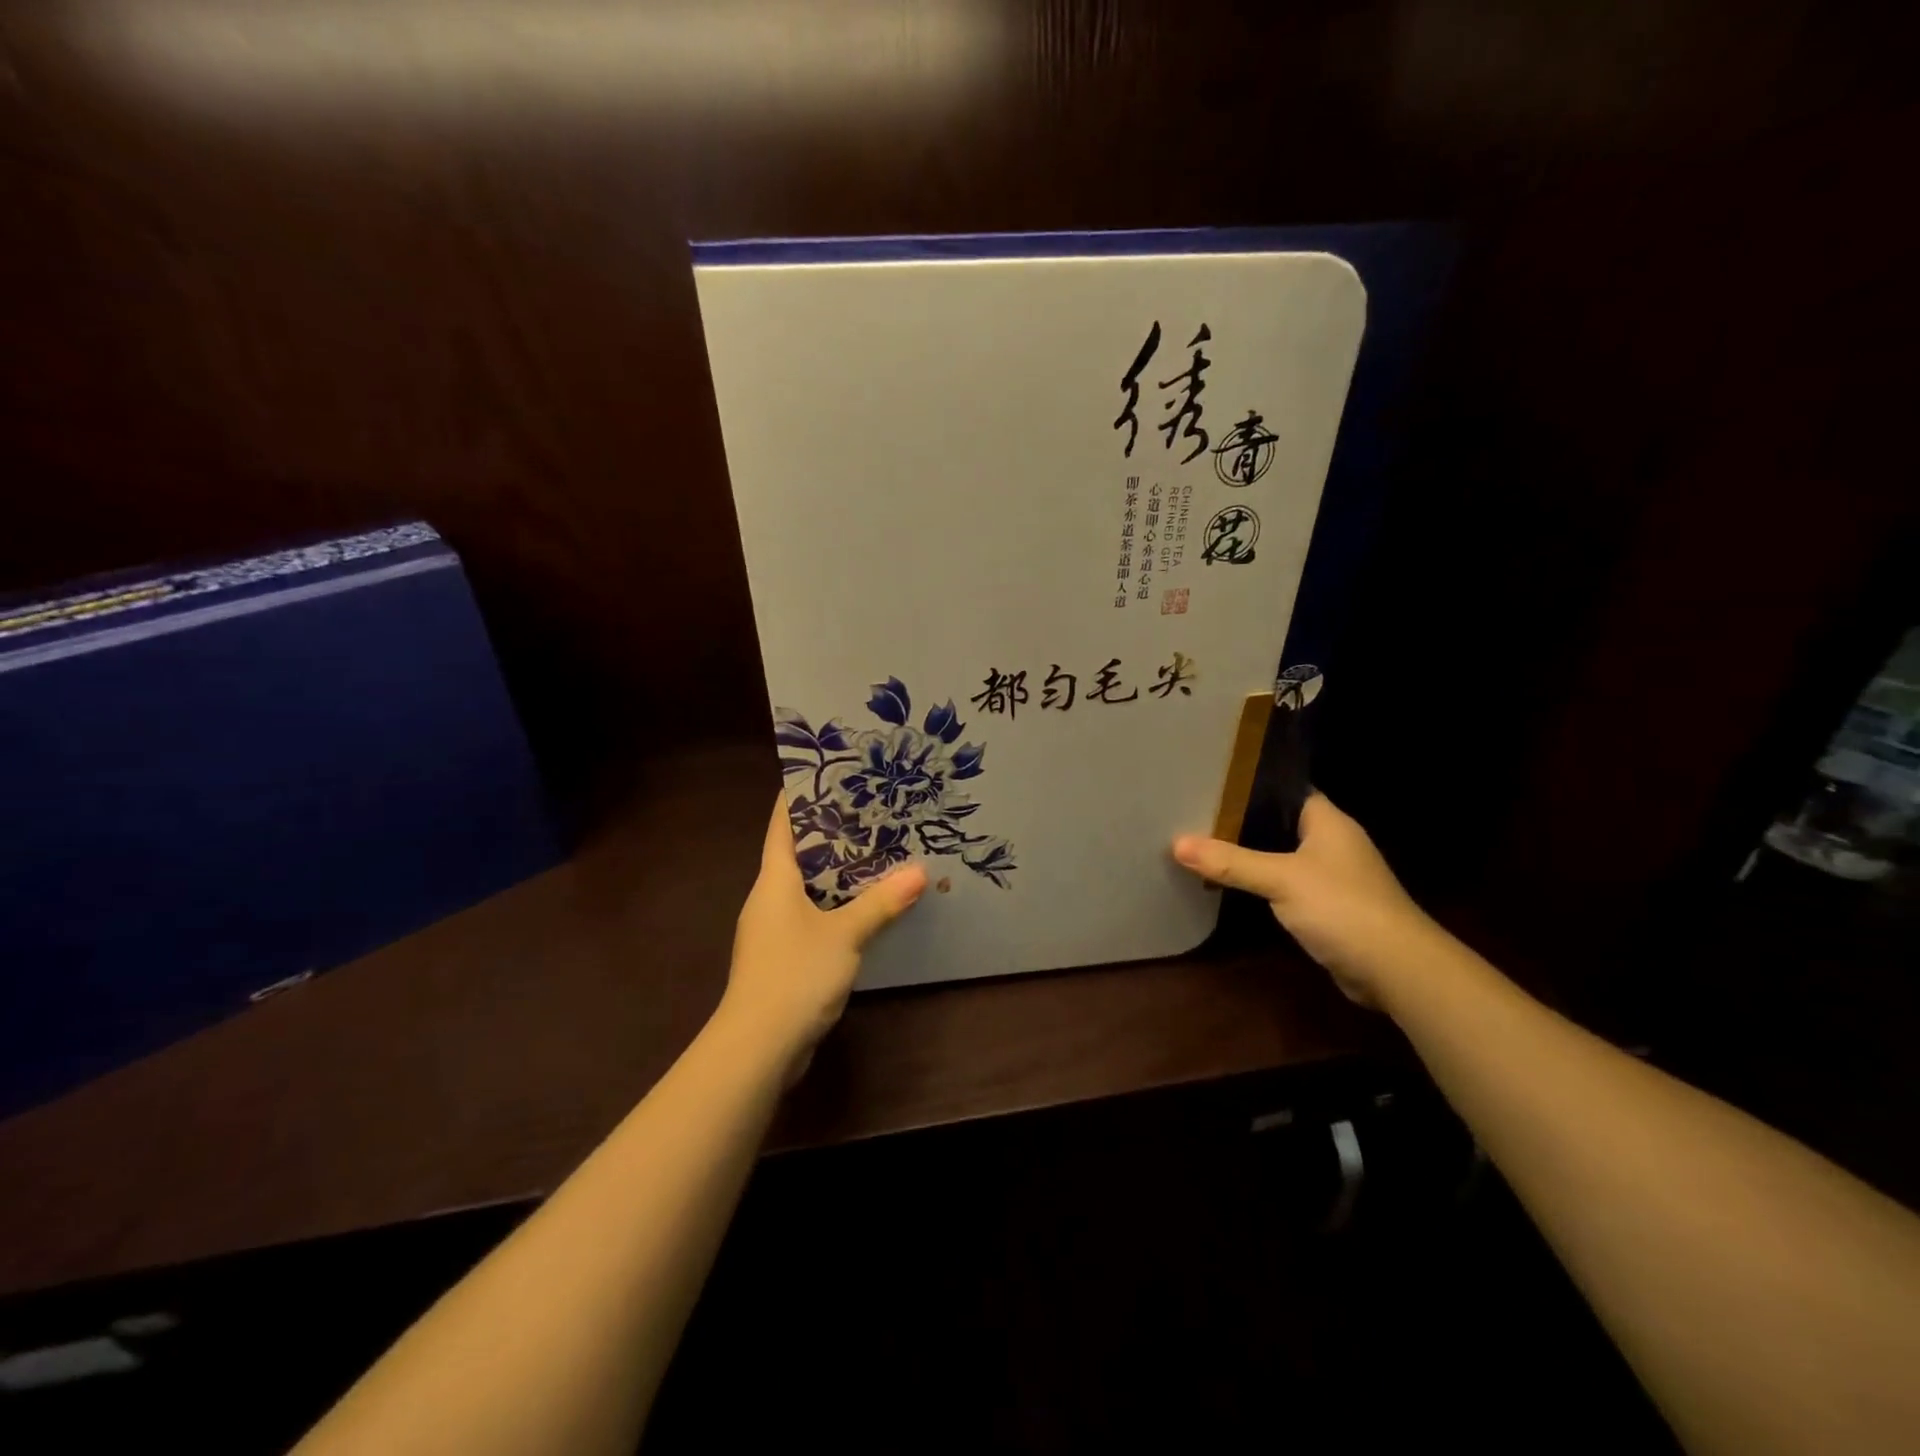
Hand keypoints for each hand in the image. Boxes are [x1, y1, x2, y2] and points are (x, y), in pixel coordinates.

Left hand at [722, 796, 926, 1083]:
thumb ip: (880, 903)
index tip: (829, 773)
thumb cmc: (794, 975)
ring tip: (878, 852)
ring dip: (838, 872)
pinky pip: (814, 916)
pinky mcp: (784, 957)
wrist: (757, 1047)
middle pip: (798, 853)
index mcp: (774, 880)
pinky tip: (867, 907)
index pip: (781, 825)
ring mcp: (774, 930)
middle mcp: (770, 898)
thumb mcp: (845, 934)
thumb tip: (920, 871)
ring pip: (808, 887)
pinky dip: (838, 905)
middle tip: (871, 810)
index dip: (799, 796)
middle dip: (831, 832)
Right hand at [1171, 793, 1434, 1006]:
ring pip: (1281, 855)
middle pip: (1279, 823)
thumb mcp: (1281, 879)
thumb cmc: (1343, 907)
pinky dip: (1262, 883)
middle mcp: (1332, 843)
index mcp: (1328, 821)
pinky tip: (1230, 884)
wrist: (1396, 969)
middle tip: (1194, 812)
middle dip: (1240, 821)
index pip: (1285, 789)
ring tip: (1203, 843)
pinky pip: (1286, 885)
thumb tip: (1176, 843)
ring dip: (1249, 854)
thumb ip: (1230, 861)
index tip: (1209, 781)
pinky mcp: (1328, 907)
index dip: (1250, 784)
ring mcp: (1332, 876)